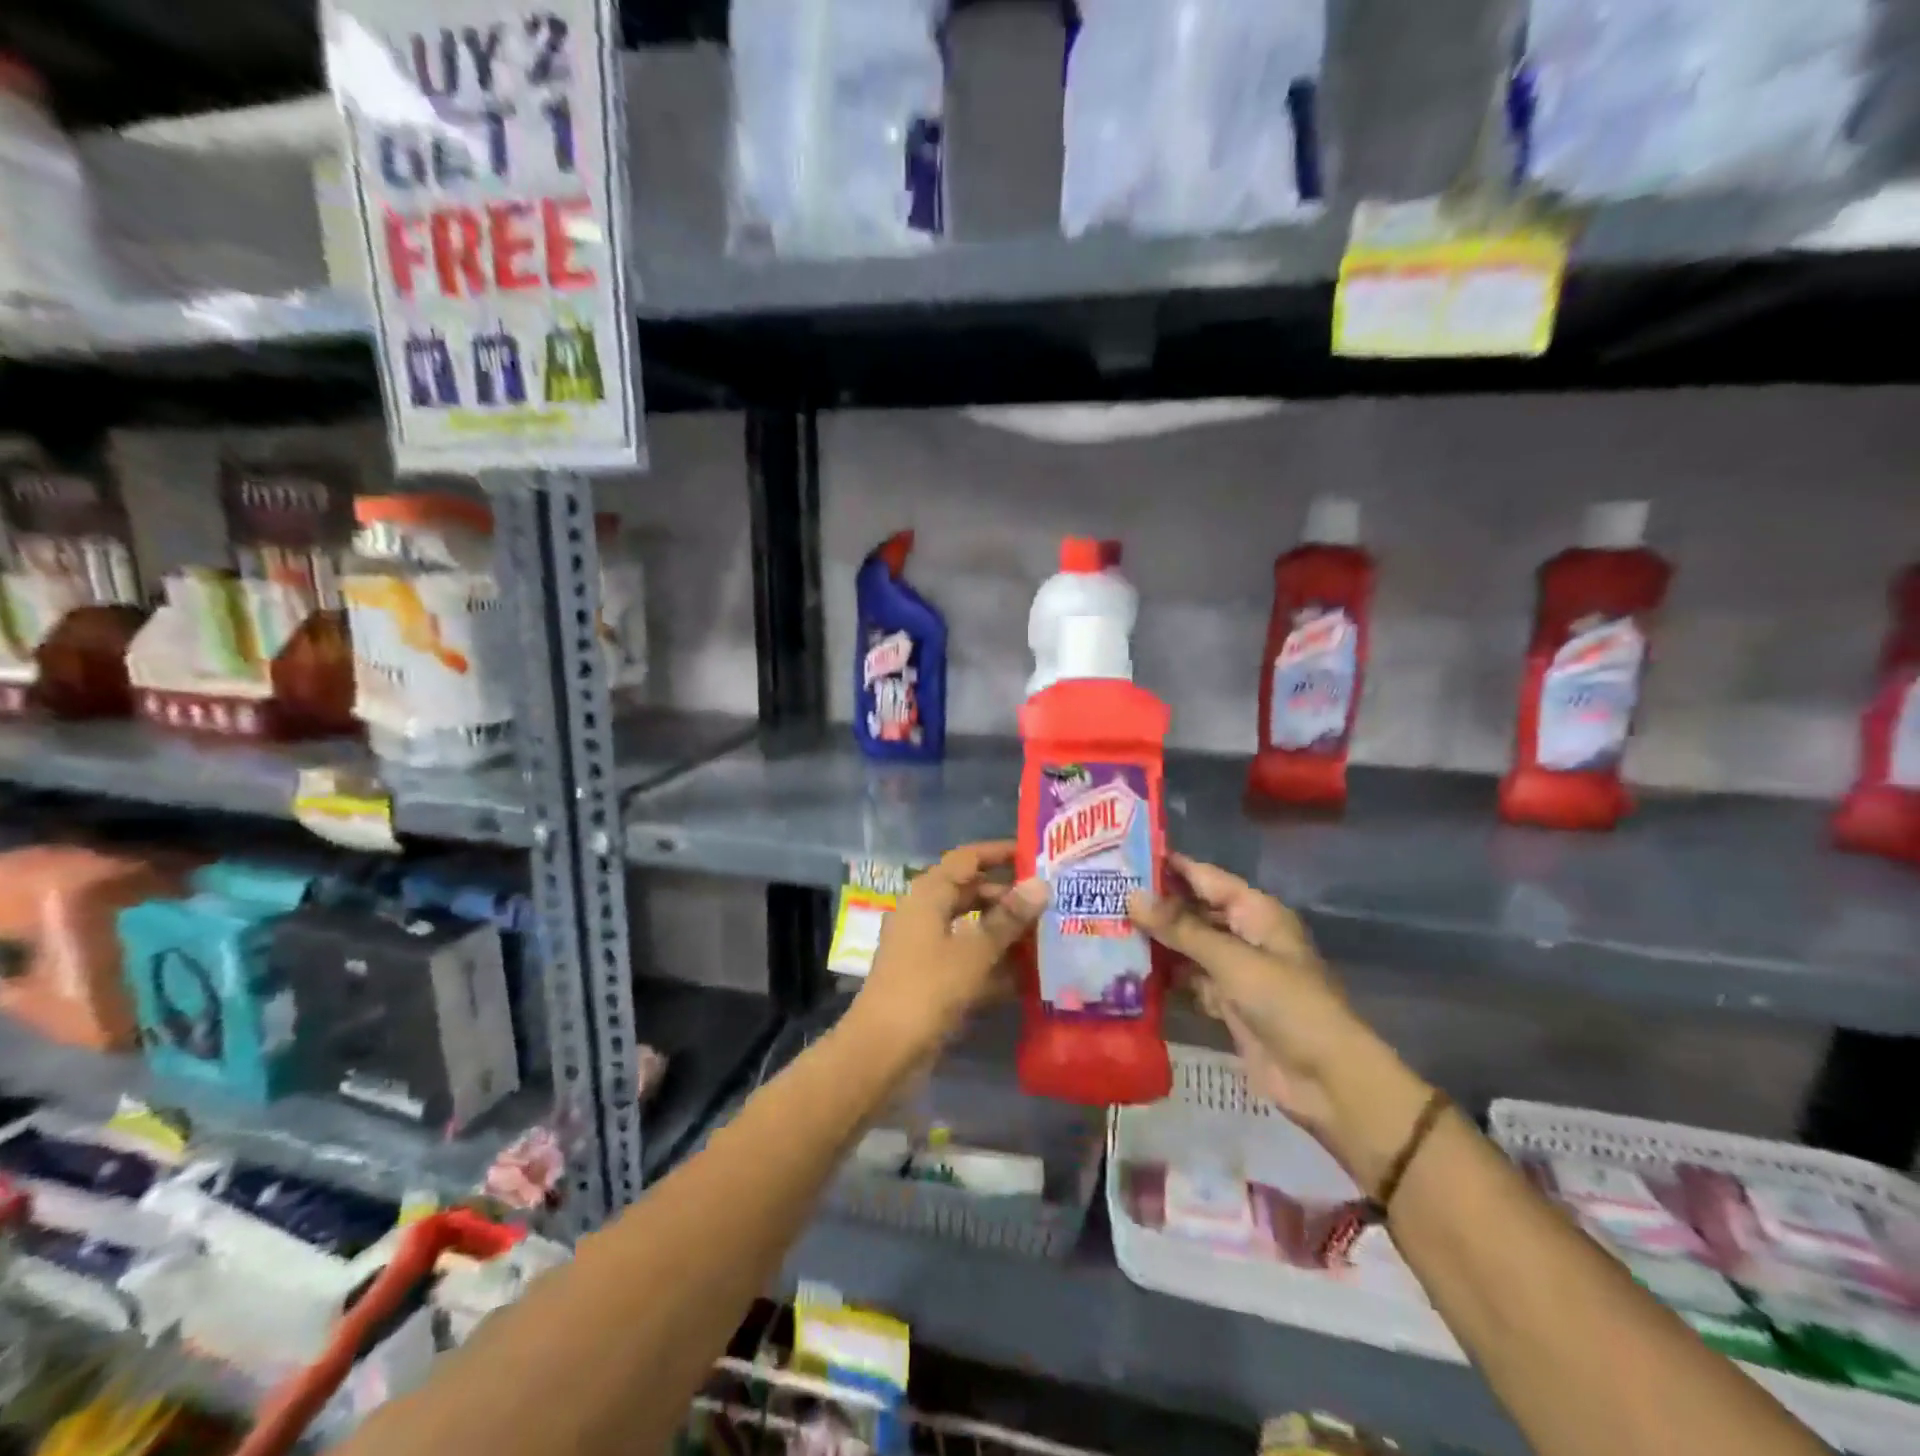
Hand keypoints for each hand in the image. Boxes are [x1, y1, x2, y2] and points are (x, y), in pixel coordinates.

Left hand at [850, 841, 1047, 1059]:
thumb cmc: (927, 989)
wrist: (882, 1051)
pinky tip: (1027, 975)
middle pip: (969, 892)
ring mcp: (925, 947)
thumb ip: (1008, 919)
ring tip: (1046, 935)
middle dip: (1007, 896)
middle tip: (1049, 900)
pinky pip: (966, 958)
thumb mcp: (974, 952)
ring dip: (1003, 931)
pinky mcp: (930, 978)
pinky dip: (992, 962)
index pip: (966, 859)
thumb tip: (1041, 883)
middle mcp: (924, 914)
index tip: (1034, 854)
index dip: (998, 853)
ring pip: (970, 927)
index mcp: (928, 895)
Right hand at [1129, 855, 1430, 1190]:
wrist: (1326, 1080)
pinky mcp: (1228, 1005)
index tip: (1122, 855)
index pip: (1204, 877)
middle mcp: (1245, 935)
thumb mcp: (1232, 960)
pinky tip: (1128, 971)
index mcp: (1256, 912)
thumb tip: (1131, 896)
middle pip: (1194, 911)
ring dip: (1156, 942)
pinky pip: (1190, 981)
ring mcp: (1236, 971)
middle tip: (1102, 894)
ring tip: (1105, 927)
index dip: (1168, 866)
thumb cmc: (1287, 1004)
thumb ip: (1181, 928)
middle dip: (1155, 905)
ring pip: (1188, 947)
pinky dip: (1166, 978)